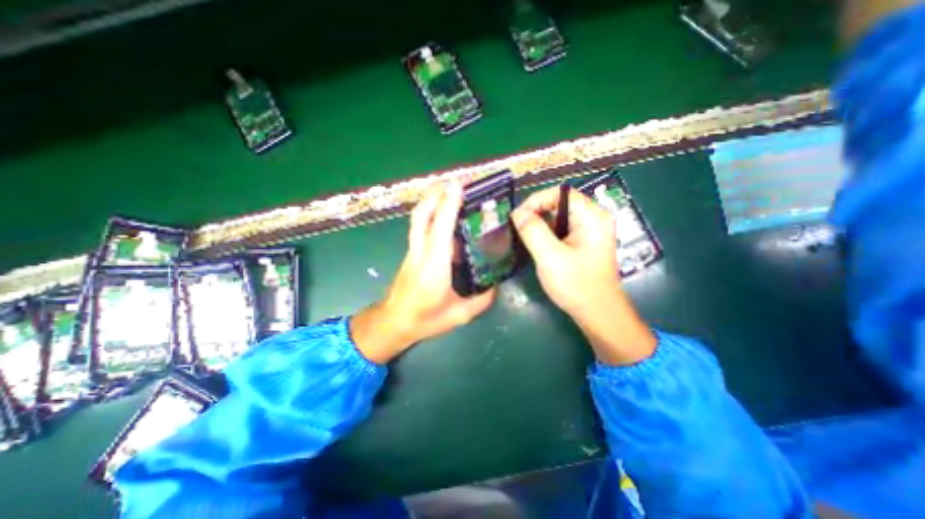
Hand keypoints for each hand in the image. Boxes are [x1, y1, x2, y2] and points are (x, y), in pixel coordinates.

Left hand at [351, 182, 493, 364]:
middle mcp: (420, 252)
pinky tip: (443, 212)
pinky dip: (430, 211)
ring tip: (449, 189)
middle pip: (422, 214)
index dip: (449, 204)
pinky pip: (419, 225)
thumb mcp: (460, 315)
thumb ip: (482, 299)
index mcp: (434, 267)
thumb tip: (495, 283)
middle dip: (436, 192)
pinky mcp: (411, 252)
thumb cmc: (425, 320)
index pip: (440, 228)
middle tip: (456, 181)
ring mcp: (412, 250)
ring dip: (431, 198)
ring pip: (418, 217)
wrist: (394, 322)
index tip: (458, 184)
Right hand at [508, 186, 653, 364]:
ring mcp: (590, 230)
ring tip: (524, 238)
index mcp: (592, 216)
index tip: (517, 218)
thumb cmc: (576, 285)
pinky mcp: (584, 241)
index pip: (559, 193)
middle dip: (536, 213)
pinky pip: (562, 229)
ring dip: (540, 224)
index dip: (535, 201)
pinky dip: (547, 233)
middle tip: (518, 229)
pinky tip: (537, 246)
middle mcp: (594, 218)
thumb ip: (532, 231)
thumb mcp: (550, 257)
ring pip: (558, 217)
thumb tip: (517, 213)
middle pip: (559, 203)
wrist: (597, 313)